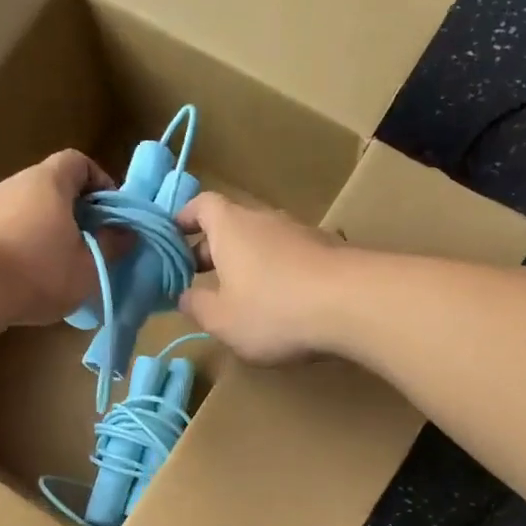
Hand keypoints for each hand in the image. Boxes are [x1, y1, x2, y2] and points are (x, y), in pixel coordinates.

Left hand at [0, 150, 113, 325]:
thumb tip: (128, 232)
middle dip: (75, 213)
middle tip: (91, 245)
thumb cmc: (39, 270)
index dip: (100, 182)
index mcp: (49, 182)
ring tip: (61, 267)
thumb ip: (112, 246)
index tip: (111, 214)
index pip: (78, 162)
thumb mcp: (89, 266)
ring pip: (28, 211)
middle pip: (52, 187)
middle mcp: (16, 184)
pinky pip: (6, 232)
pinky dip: (22, 247)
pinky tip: (29, 279)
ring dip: (47, 232)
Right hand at [176, 192, 351, 362]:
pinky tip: (280, 305)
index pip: (201, 205)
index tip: (172, 242)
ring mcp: (300, 233)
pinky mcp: (328, 252)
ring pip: (262, 243)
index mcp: (230, 226)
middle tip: (198, 281)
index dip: (183, 220)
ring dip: (246, 265)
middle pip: (231, 226)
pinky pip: (290, 258)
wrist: (353, 304)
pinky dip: (277, 275)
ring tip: (239, 299)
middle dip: (211, 251)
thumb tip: (184, 296)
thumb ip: (197, 306)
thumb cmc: (273, 309)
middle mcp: (264, 219)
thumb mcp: (222, 320)